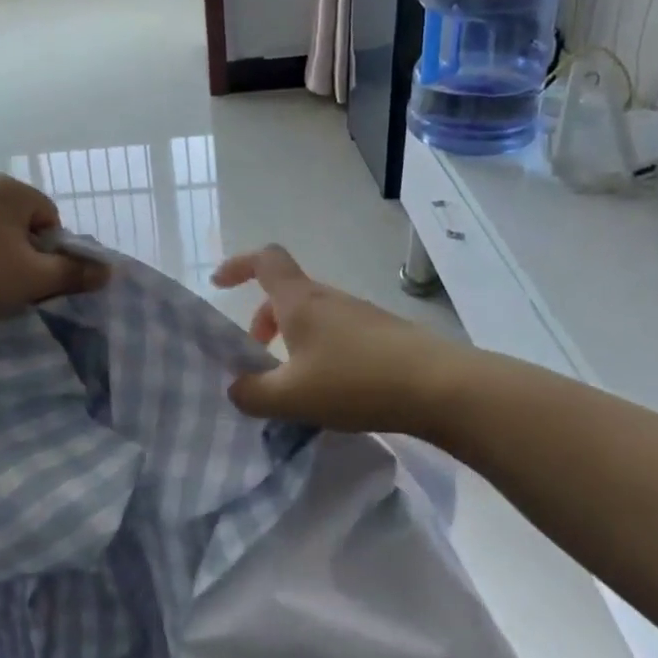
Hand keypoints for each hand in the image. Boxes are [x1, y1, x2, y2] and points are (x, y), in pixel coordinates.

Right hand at [212, 245, 461, 434]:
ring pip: (313, 315)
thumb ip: (253, 394)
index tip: (219, 284)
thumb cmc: (355, 381)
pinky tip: (332, 389)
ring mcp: (360, 314)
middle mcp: (328, 299)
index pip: (264, 260)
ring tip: (294, 383)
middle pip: (286, 293)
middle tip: (259, 357)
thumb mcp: (291, 397)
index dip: (237, 265)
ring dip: (293, 338)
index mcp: (300, 301)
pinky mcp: (384, 334)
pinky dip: (320, 350)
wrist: (438, 386)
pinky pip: (338, 333)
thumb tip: (235, 388)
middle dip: (263, 319)